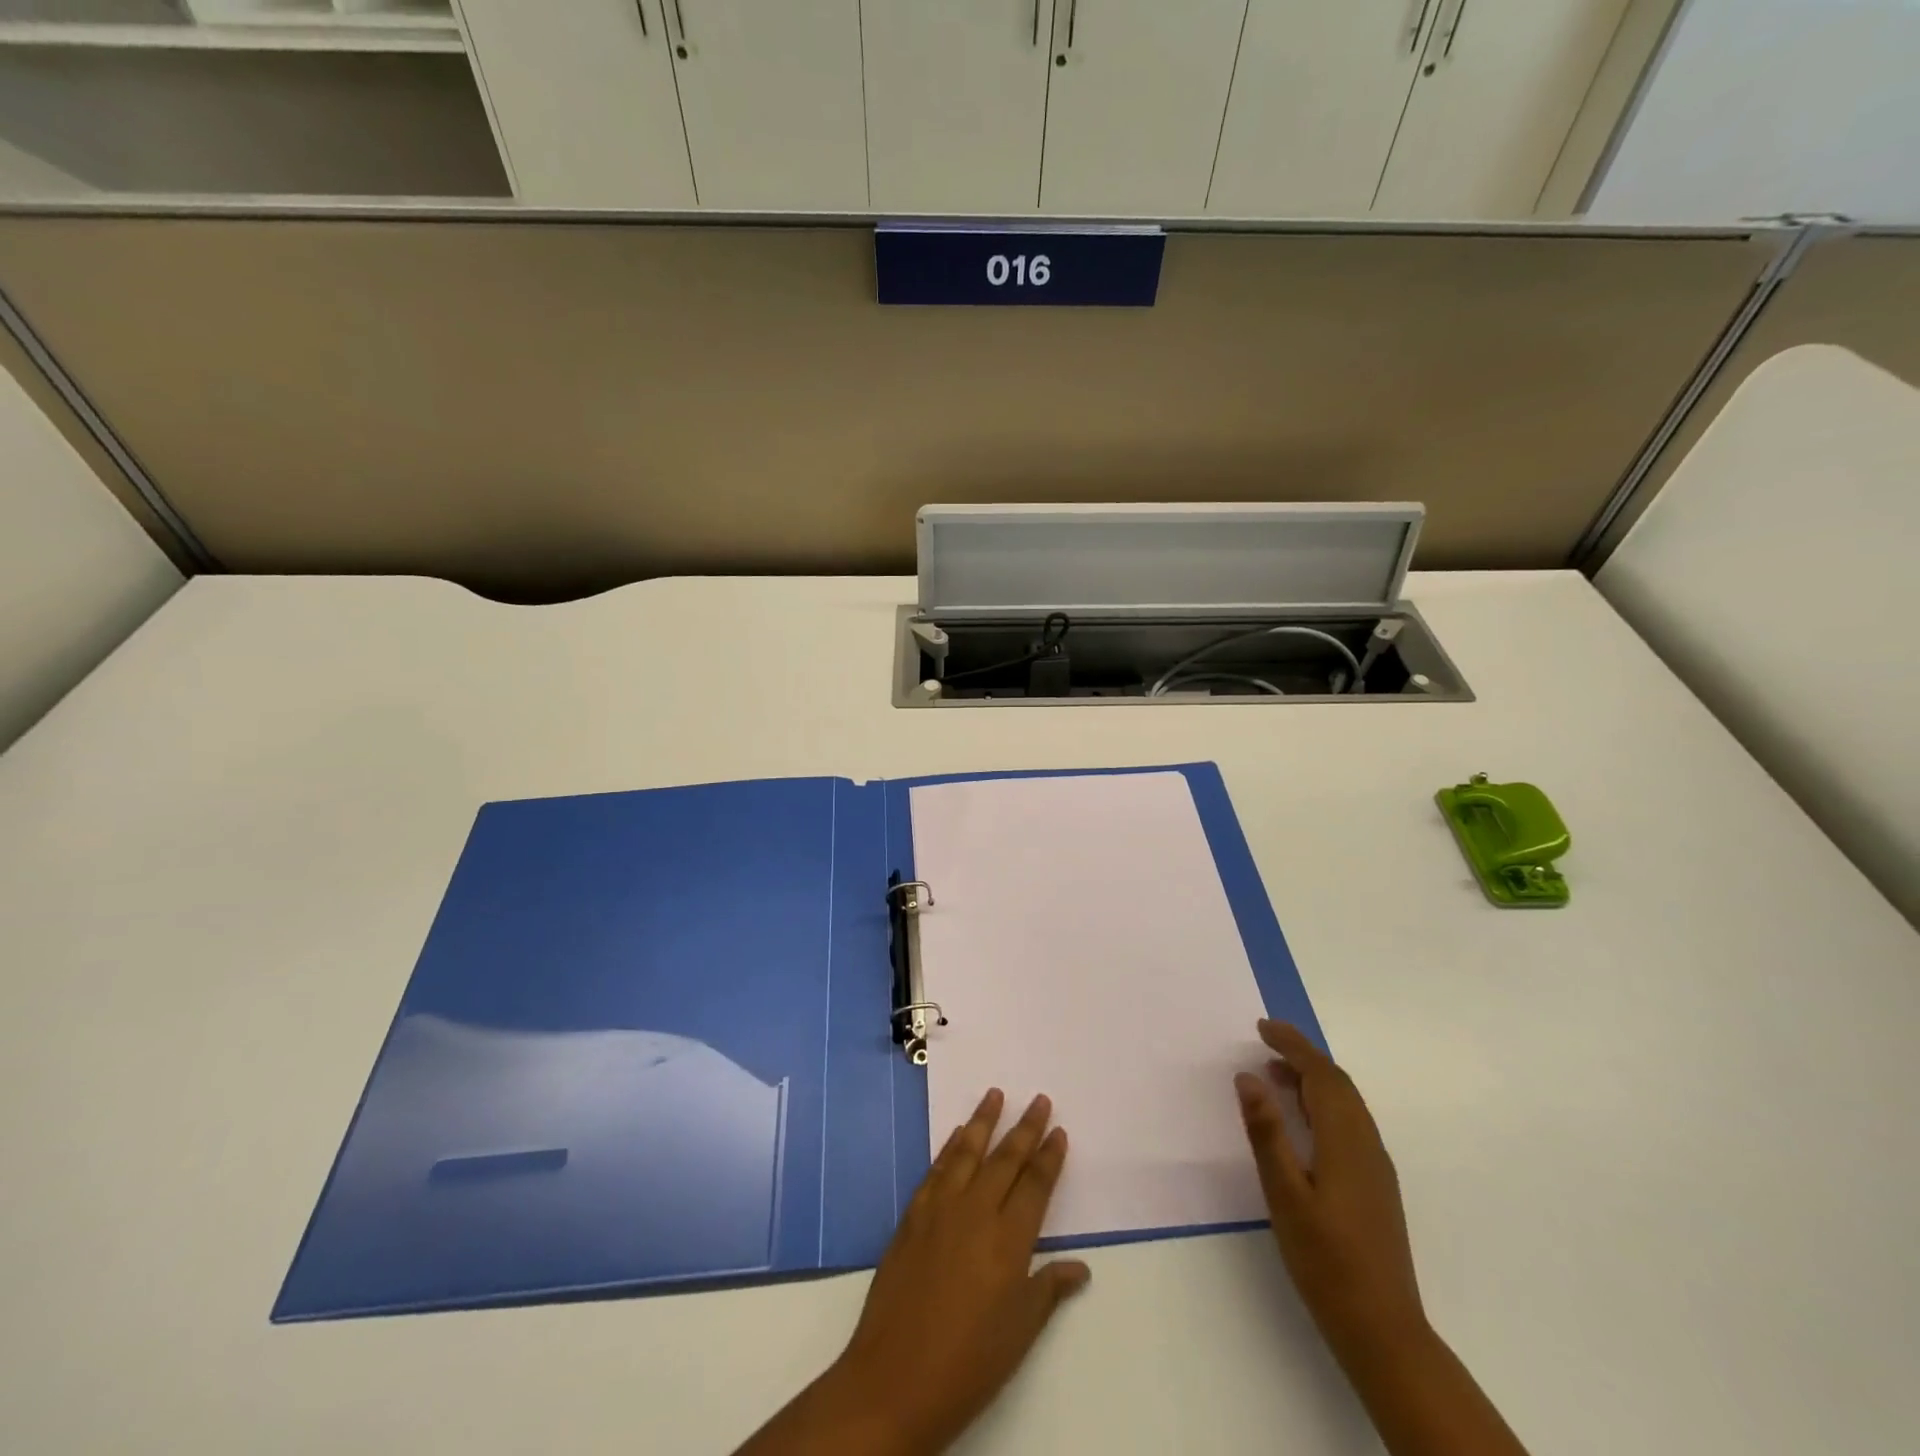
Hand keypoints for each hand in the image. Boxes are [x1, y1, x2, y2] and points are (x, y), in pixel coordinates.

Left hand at [737, 1089, 1088, 1455]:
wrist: (894, 1378)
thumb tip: (1080, 1266)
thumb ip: (1048, 1289)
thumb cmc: (968, 1362)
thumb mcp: (1019, 1333)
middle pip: (1005, 1159)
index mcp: (1008, 1240)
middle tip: (1039, 1099)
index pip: (1035, 1185)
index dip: (1049, 1157)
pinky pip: (936, 1169)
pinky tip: (957, 1135)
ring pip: (967, 1152)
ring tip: (995, 1093)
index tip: (1059, 1130)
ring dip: (983, 1121)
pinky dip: (950, 1147)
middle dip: (1025, 1128)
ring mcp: (940, 1209)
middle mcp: (976, 1212)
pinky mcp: (912, 1216)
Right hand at [1235, 1019, 1425, 1358]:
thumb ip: (1267, 1133)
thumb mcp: (1285, 1195)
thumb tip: (1248, 1076)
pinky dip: (1323, 1102)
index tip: (1262, 1027)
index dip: (1292, 1045)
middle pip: (1338, 1083)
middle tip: (1265, 1041)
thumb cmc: (1326, 1260)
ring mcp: (1375, 1166)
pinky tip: (1302, 1119)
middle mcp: (1366, 1144)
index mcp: (1345, 1141)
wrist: (1383, 1329)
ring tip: (1276, 1073)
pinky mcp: (1375, 1185)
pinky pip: (1350, 1122)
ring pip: (1346, 1103)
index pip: (1321, 1074)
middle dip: (1303, 1055)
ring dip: (1313, 1078)